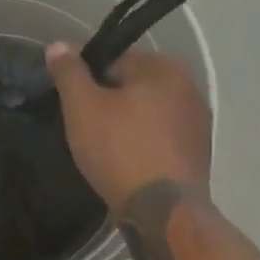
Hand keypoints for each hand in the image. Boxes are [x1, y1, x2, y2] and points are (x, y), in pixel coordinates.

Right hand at [45, 44, 210, 214]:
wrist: (164, 214)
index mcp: (164, 68)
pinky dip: (145, 144)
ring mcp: (199, 122)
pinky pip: (162, 137)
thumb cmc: (120, 150)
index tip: (74, 104)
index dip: (89, 80)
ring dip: (128, 123)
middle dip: (109, 102)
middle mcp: (189, 87)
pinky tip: (127, 164)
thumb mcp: (82, 106)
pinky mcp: (200, 153)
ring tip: (105, 149)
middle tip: (86, 128)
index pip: (115, 60)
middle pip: (133, 86)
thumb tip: (58, 45)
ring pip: (148, 113)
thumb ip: (69, 72)